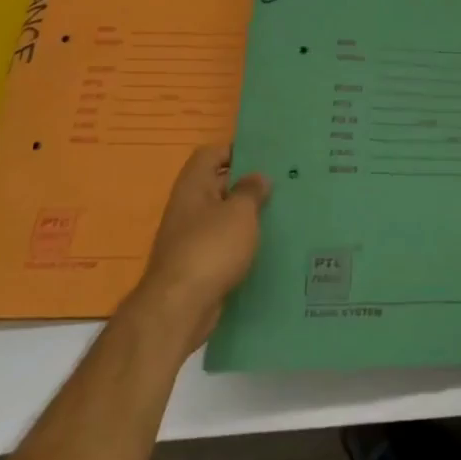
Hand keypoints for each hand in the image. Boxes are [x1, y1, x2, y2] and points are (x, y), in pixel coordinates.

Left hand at [133, 145, 270, 327]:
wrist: (179, 308)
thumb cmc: (210, 248)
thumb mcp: (240, 212)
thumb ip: (251, 190)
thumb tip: (257, 177)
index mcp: (193, 186)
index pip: (211, 154)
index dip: (236, 150)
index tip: (265, 156)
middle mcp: (188, 208)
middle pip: (218, 185)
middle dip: (247, 184)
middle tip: (282, 182)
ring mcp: (190, 238)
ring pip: (223, 217)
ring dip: (247, 216)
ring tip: (281, 212)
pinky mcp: (198, 265)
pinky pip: (224, 244)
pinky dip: (242, 243)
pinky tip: (267, 246)